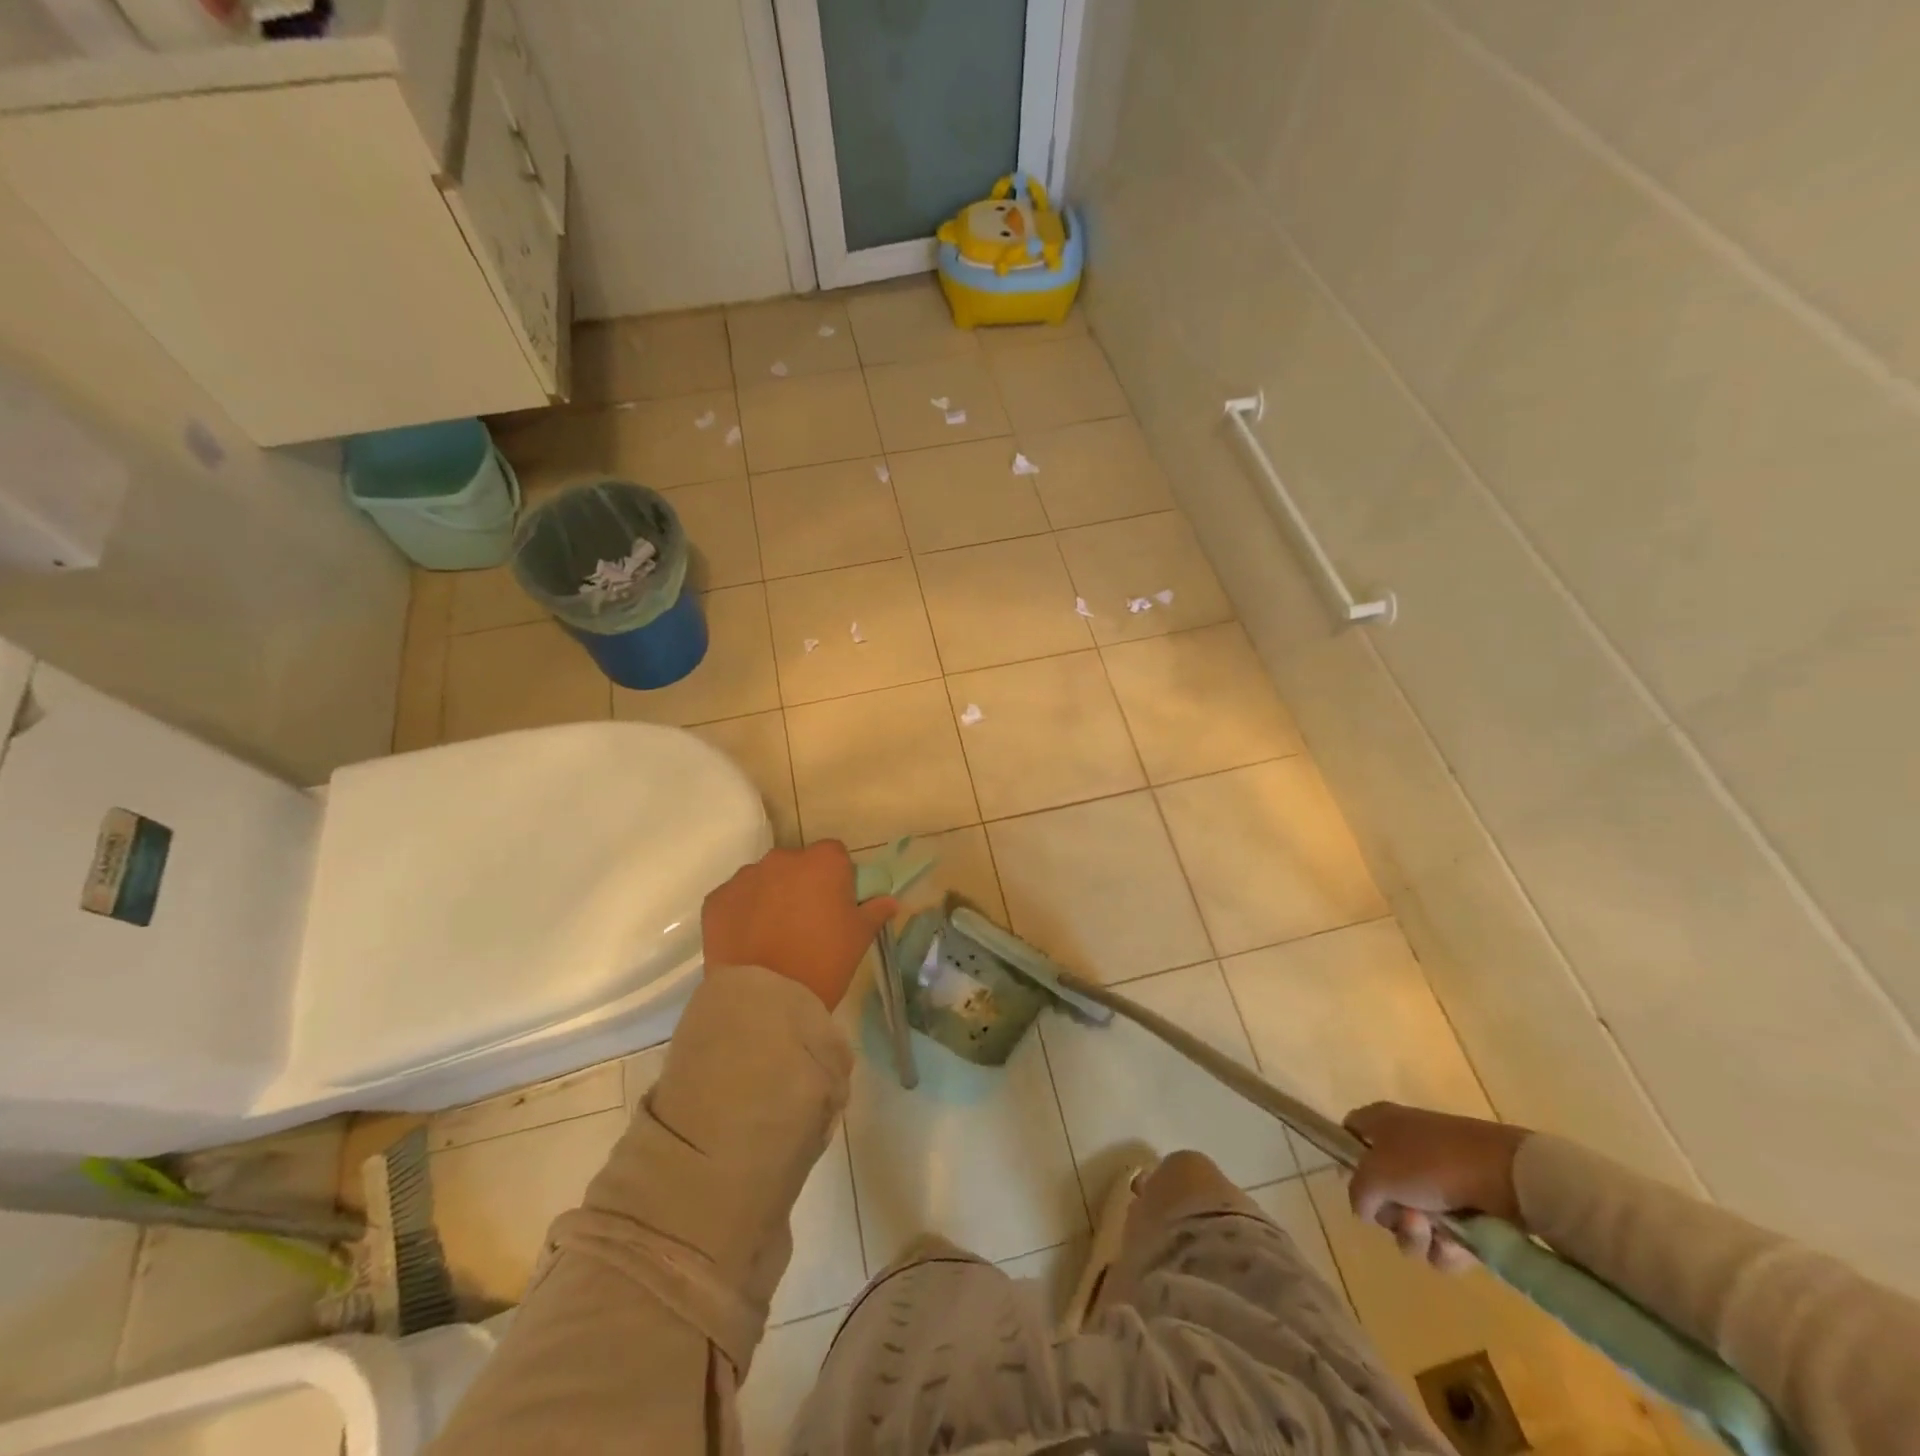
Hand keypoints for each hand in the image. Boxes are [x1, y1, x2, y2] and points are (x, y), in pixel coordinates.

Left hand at [701, 843, 896, 1009]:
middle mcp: (782, 858)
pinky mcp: (716, 900)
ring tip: (773, 936)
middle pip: (797, 864)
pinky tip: (748, 942)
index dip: (837, 878)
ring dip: (770, 896)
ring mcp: (745, 877)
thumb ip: (875, 911)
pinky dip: (742, 913)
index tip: (836, 905)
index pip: (835, 855)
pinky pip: (735, 899)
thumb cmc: (823, 962)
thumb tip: (889, 900)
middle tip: (806, 922)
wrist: (765, 999)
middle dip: (802, 884)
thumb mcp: (859, 938)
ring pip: (764, 880)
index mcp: (823, 861)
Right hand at [1344, 1102, 1530, 1272]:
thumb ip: (1358, 1192)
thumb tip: (1364, 1209)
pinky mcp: (1468, 1207)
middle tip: (1406, 1218)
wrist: (1507, 1175)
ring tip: (1435, 1234)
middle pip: (1381, 1190)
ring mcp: (1439, 1179)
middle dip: (1391, 1215)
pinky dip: (1447, 1248)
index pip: (1351, 1134)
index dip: (1348, 1159)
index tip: (1358, 1188)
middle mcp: (1407, 1148)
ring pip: (1412, 1220)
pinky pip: (1444, 1238)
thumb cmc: (1431, 1162)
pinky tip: (1457, 1247)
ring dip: (1417, 1236)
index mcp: (1382, 1124)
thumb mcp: (1377, 1174)